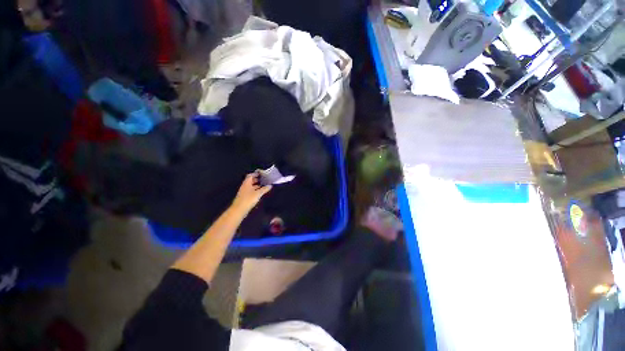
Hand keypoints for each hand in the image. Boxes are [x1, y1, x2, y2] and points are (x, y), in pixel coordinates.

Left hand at [231, 173, 271, 213]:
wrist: (239, 209)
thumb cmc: (248, 199)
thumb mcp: (258, 193)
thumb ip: (264, 189)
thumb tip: (270, 185)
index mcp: (247, 183)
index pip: (250, 175)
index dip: (256, 173)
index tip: (262, 173)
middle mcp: (245, 186)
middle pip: (251, 180)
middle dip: (257, 179)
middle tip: (264, 179)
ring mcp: (244, 192)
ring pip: (251, 186)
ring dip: (257, 185)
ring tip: (264, 185)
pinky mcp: (245, 197)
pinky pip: (251, 191)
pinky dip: (256, 190)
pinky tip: (261, 192)